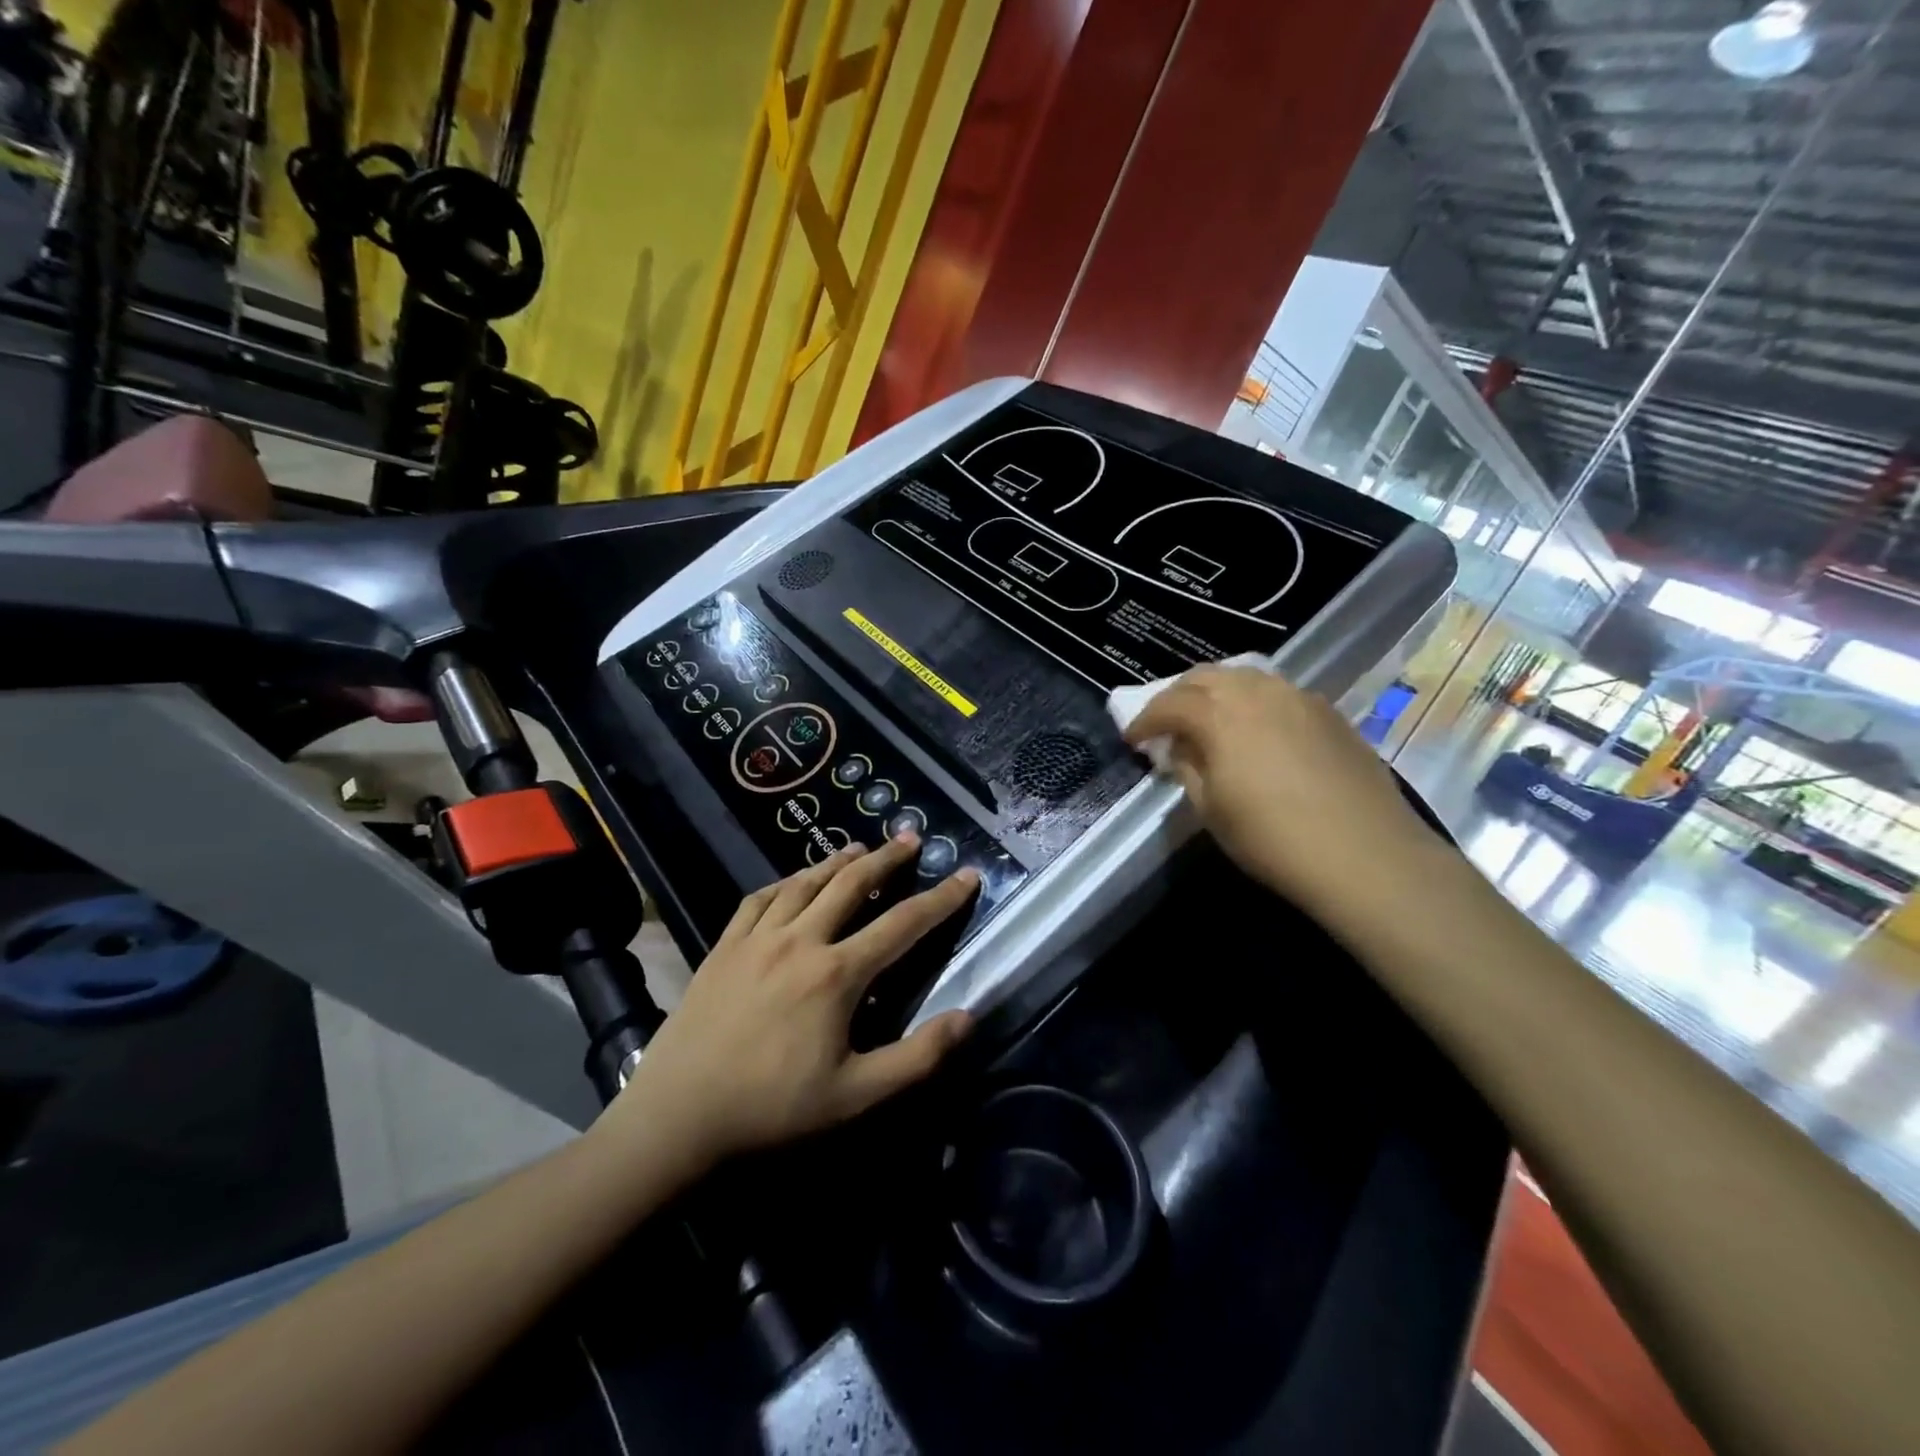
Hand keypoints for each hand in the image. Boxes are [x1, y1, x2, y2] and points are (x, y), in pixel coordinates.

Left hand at [614, 836, 978, 1165]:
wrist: (677, 1116)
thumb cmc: (772, 1108)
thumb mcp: (856, 1096)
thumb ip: (917, 1057)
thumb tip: (967, 1018)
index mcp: (837, 974)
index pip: (903, 924)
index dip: (941, 899)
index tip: (967, 875)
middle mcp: (800, 940)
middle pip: (852, 884)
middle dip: (887, 858)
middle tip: (910, 838)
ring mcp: (756, 939)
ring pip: (805, 883)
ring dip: (837, 861)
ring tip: (860, 847)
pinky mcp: (723, 946)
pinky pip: (759, 899)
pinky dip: (784, 882)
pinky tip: (792, 881)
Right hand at [1125, 666, 1429, 912]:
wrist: (1365, 855)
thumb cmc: (1272, 839)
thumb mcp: (1210, 810)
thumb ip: (1187, 768)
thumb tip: (1180, 748)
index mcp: (1220, 714)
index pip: (1169, 703)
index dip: (1145, 720)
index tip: (1133, 740)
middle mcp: (1258, 692)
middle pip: (1205, 676)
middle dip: (1178, 696)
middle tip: (1167, 724)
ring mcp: (1299, 697)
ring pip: (1245, 677)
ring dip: (1217, 693)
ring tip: (1210, 721)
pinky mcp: (1330, 712)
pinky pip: (1278, 693)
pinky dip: (1254, 702)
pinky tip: (1257, 731)